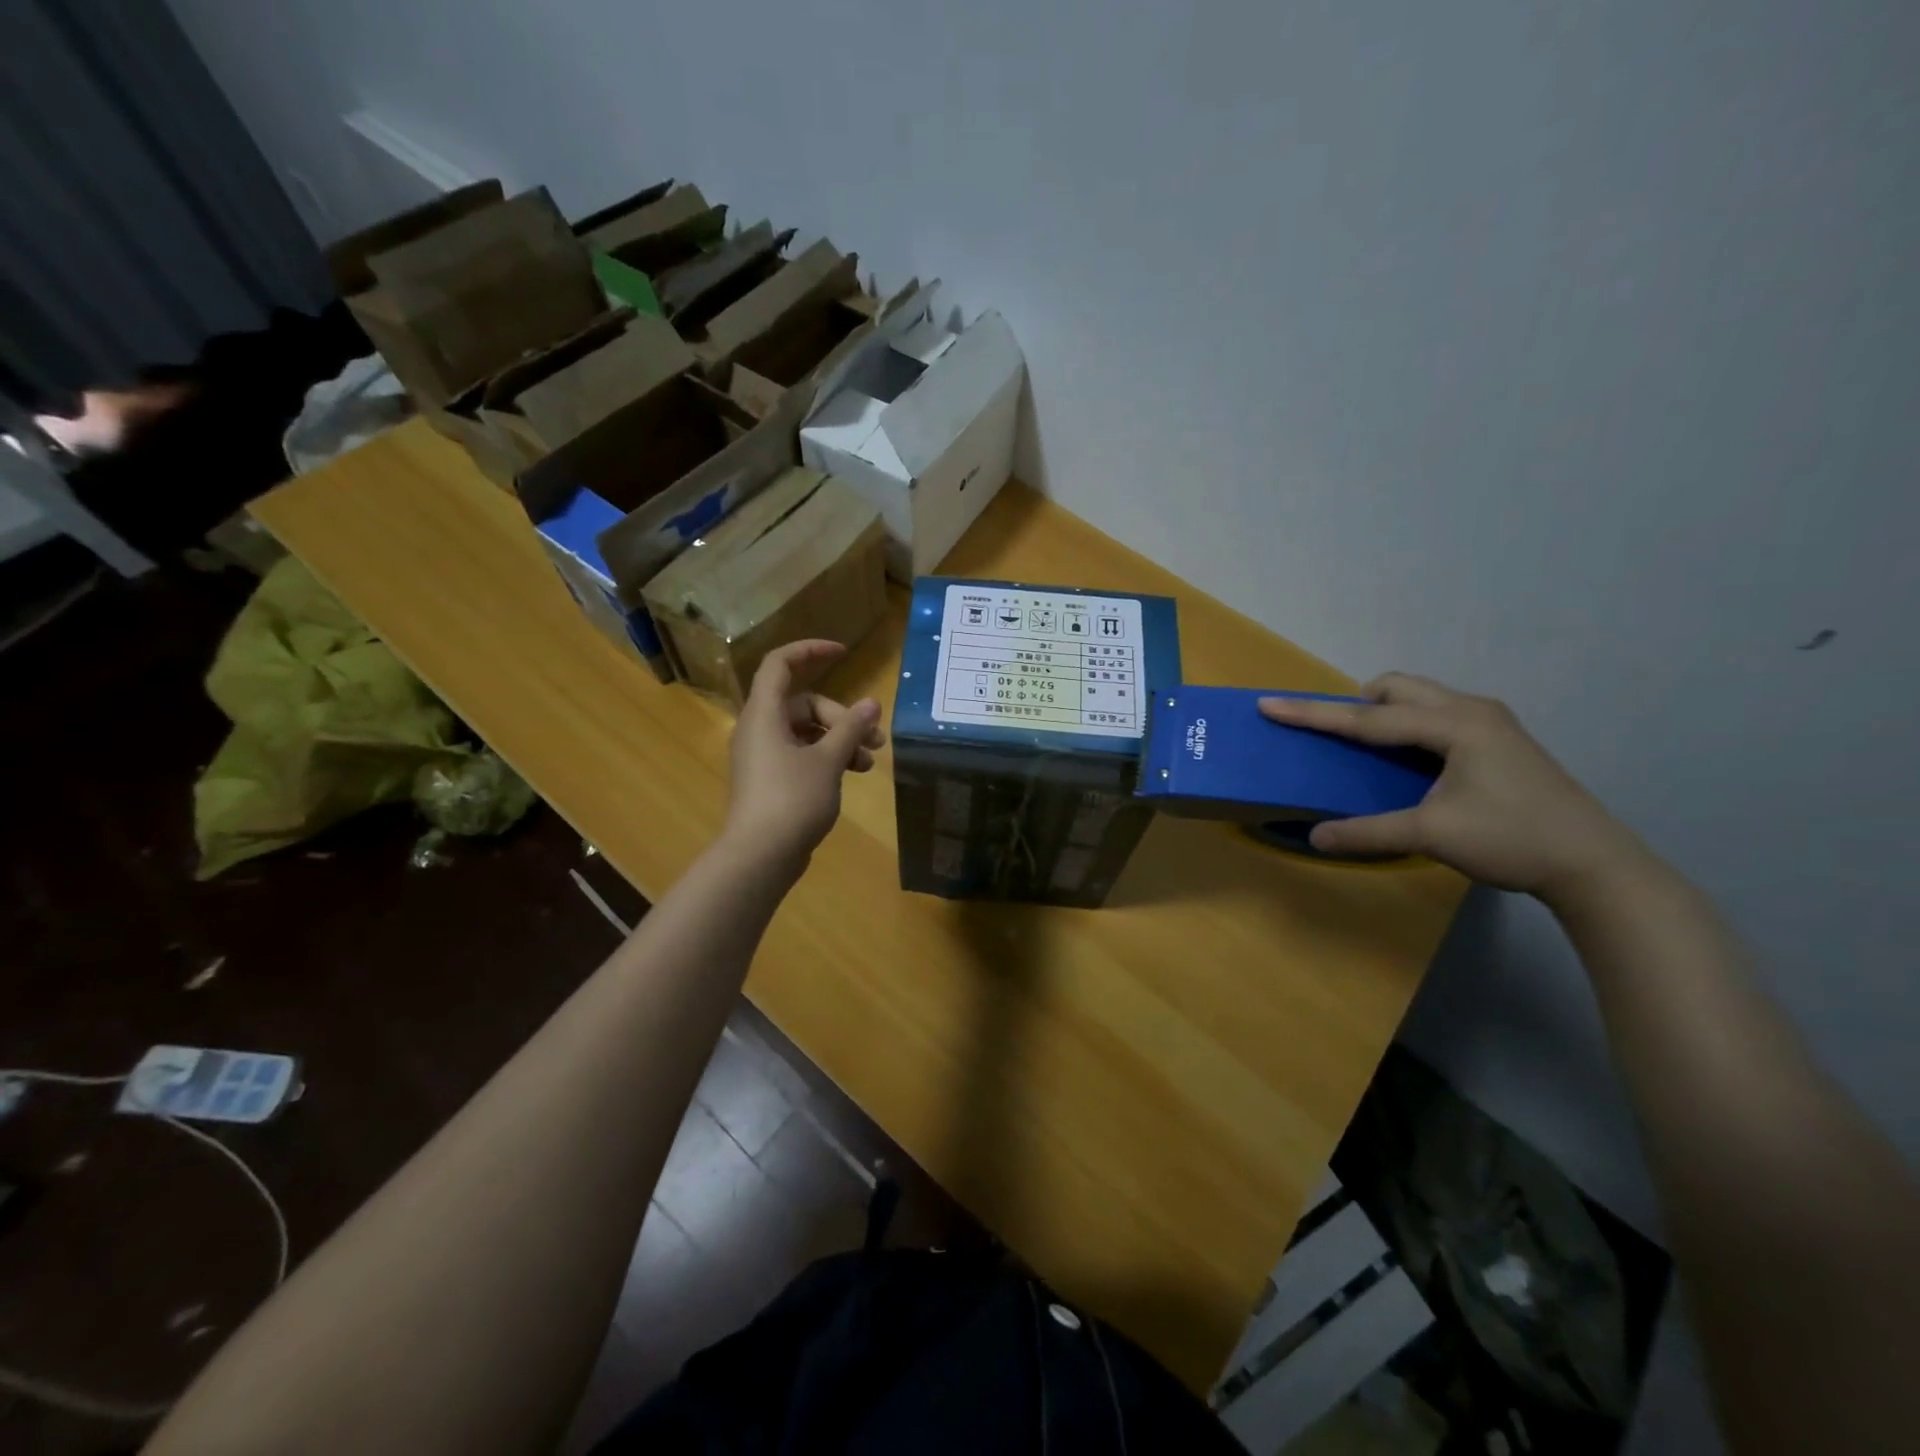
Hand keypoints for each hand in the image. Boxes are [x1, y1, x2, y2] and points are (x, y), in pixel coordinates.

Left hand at [721, 641, 884, 875]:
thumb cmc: (792, 799)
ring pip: (805, 731)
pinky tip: (852, 775)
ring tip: (869, 762)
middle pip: (802, 703)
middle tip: (872, 739)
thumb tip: (871, 704)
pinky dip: (827, 758)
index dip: (810, 651)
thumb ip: (850, 728)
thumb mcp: (828, 760)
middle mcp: (759, 729)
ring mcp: (763, 756)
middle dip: (841, 716)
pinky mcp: (770, 780)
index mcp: (764, 714)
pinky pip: (801, 754)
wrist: (759, 857)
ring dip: (839, 740)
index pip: (780, 664)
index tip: (843, 653)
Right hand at [1258, 673, 1650, 906]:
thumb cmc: (1512, 839)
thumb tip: (1315, 837)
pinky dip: (1411, 726)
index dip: (1313, 714)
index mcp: (1454, 725)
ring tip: (1373, 749)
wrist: (1594, 864)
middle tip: (1339, 736)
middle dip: (1359, 704)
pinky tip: (1413, 761)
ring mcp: (1493, 723)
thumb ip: (1369, 832)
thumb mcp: (1432, 835)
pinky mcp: (1502, 740)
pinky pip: (1439, 714)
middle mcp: (1472, 711)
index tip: (1270, 704)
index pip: (1367, 718)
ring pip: (1422, 698)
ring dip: (1387, 713)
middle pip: (1399, 689)